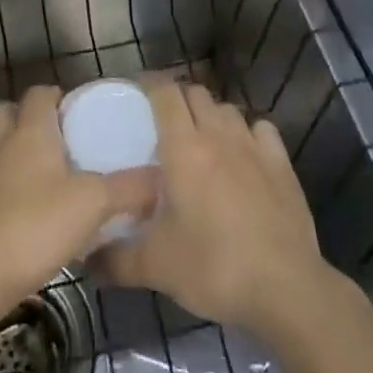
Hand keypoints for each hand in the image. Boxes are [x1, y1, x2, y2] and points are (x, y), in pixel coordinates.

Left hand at [0, 85, 157, 315]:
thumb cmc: (35, 224)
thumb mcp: (92, 204)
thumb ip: (129, 189)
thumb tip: (161, 177)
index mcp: (30, 130)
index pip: (39, 93)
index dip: (57, 96)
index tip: (79, 112)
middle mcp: (2, 144)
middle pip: (10, 113)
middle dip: (31, 119)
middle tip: (60, 140)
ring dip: (16, 154)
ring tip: (47, 178)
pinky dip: (7, 190)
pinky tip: (29, 215)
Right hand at [99, 78, 327, 332]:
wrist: (285, 287)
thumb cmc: (214, 266)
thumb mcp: (157, 267)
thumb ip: (116, 260)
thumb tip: (87, 261)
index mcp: (184, 147)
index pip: (165, 92)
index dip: (150, 84)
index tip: (136, 92)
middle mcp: (218, 134)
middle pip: (195, 93)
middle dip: (178, 99)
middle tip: (164, 123)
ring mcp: (253, 145)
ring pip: (227, 108)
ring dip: (211, 115)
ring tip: (202, 139)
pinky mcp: (281, 163)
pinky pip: (260, 129)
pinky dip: (248, 133)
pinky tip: (244, 154)